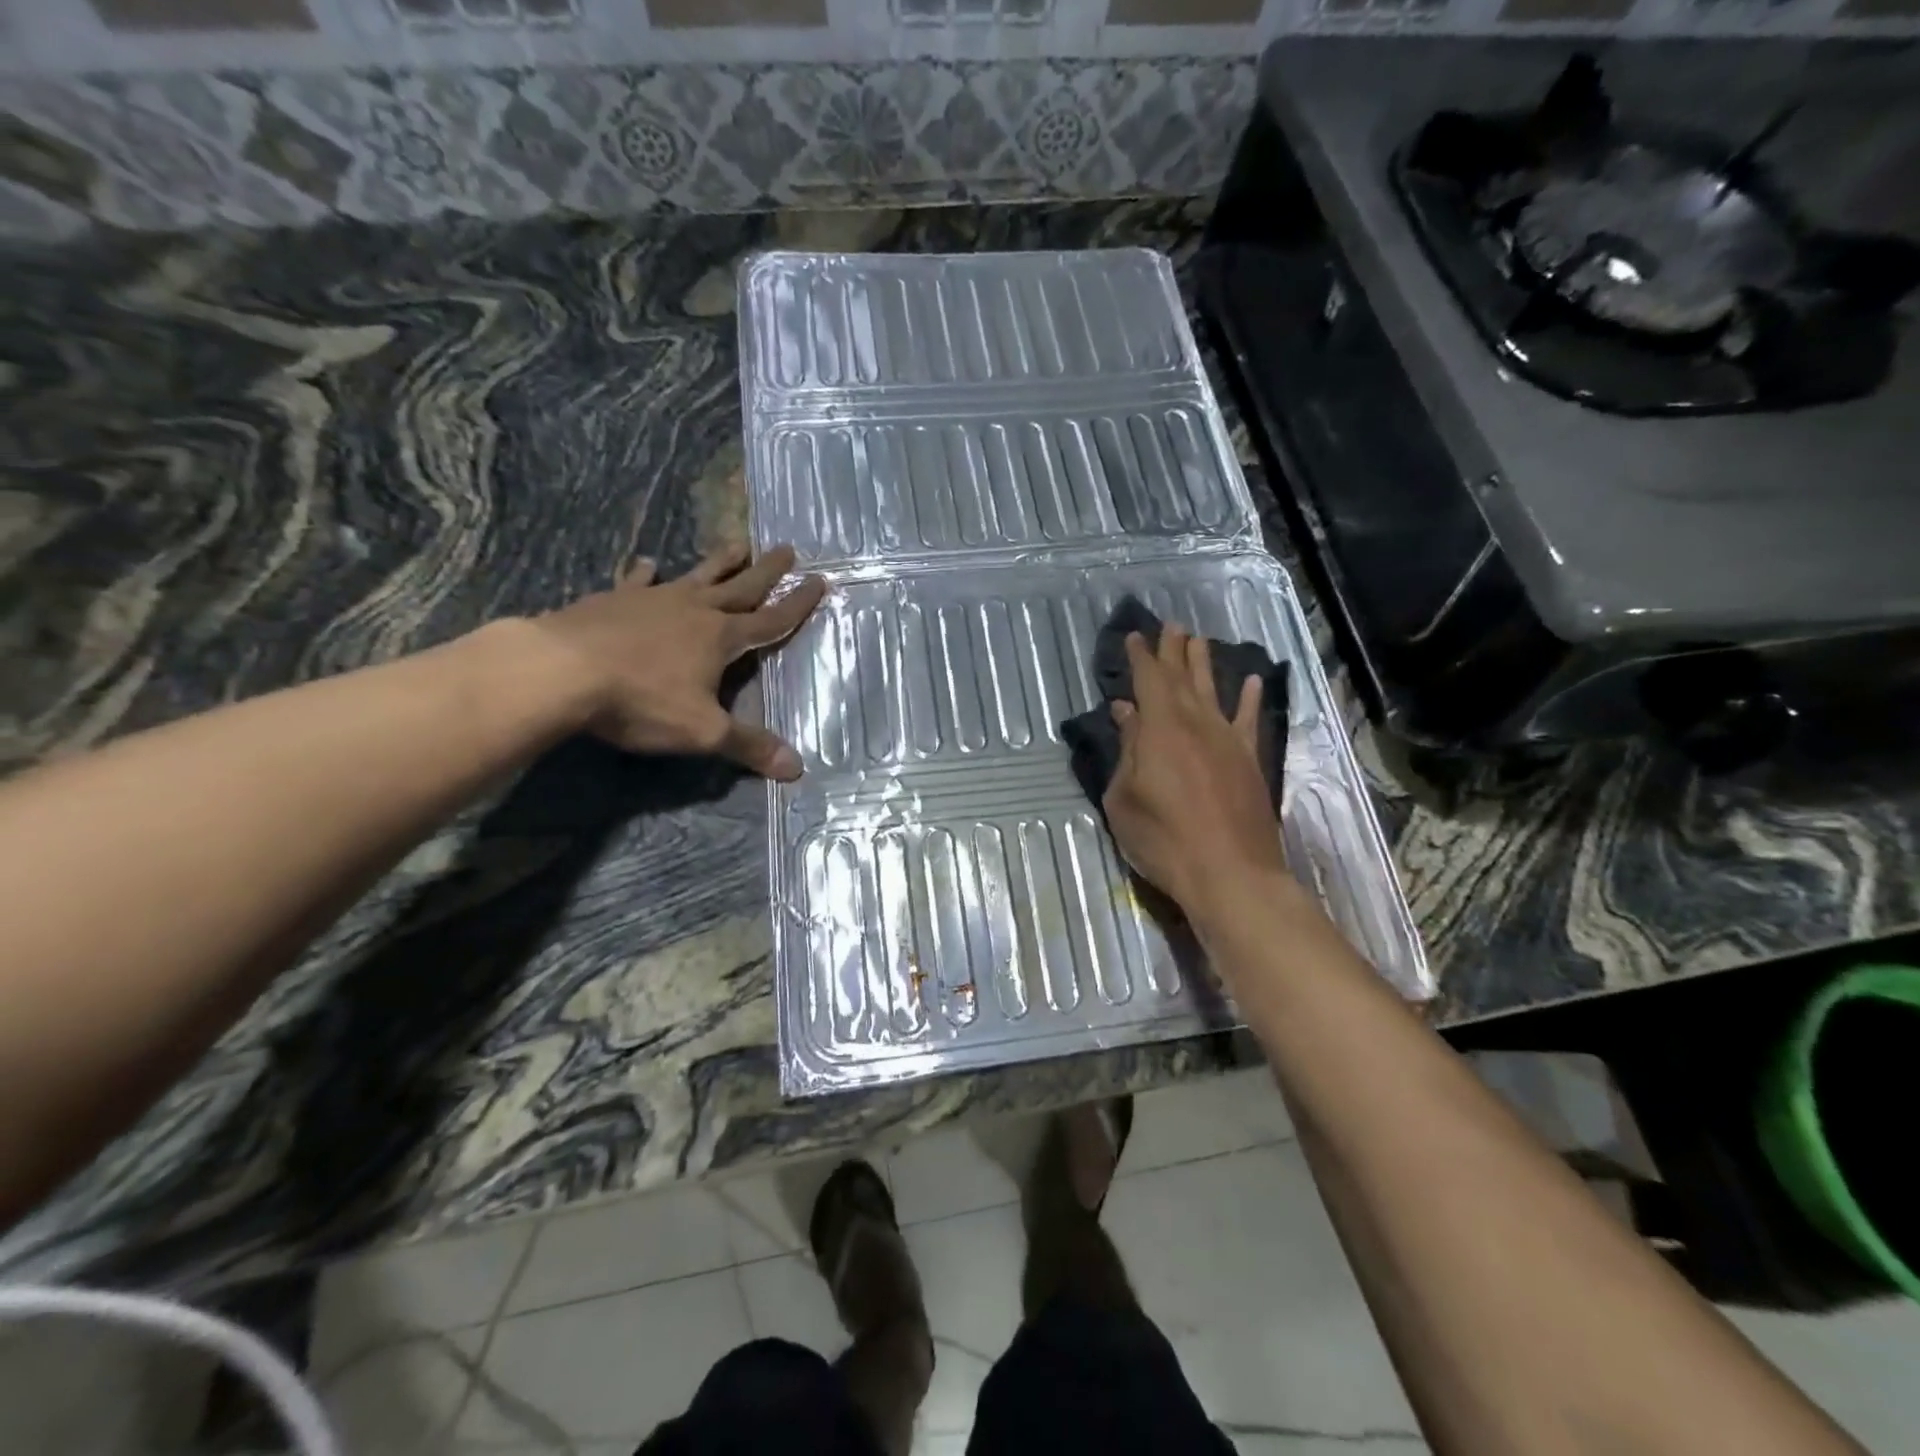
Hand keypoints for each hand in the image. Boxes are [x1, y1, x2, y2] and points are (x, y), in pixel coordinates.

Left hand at [534, 544, 825, 779]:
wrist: (561, 671)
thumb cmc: (641, 700)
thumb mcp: (703, 731)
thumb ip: (749, 746)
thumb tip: (797, 769)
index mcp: (721, 637)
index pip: (771, 620)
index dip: (797, 604)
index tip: (819, 581)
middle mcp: (694, 610)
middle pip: (740, 587)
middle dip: (766, 570)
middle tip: (786, 547)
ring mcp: (653, 600)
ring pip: (696, 576)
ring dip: (720, 562)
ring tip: (737, 543)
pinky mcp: (614, 600)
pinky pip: (638, 582)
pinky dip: (646, 573)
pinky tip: (649, 564)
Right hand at [1102, 624, 1287, 919]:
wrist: (1230, 873)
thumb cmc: (1163, 839)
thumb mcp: (1124, 798)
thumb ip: (1127, 751)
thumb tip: (1126, 713)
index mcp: (1160, 729)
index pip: (1148, 679)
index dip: (1141, 656)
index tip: (1135, 636)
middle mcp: (1196, 723)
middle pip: (1182, 677)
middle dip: (1174, 649)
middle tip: (1171, 625)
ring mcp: (1227, 740)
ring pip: (1214, 690)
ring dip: (1205, 664)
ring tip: (1199, 639)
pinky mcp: (1250, 760)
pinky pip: (1250, 720)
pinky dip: (1250, 699)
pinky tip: (1251, 682)